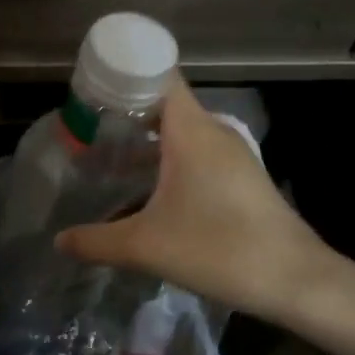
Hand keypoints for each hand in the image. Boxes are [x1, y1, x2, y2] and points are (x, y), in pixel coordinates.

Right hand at [55, 79, 354, 327]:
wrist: (295, 281)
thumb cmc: (218, 249)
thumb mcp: (145, 247)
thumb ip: (96, 241)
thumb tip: (59, 241)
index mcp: (191, 130)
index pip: (157, 75)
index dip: (123, 73)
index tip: (89, 88)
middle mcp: (212, 132)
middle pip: (164, 102)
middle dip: (124, 111)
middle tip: (86, 127)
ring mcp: (231, 154)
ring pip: (180, 131)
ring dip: (146, 139)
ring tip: (107, 155)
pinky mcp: (240, 177)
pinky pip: (195, 152)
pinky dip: (167, 158)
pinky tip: (147, 189)